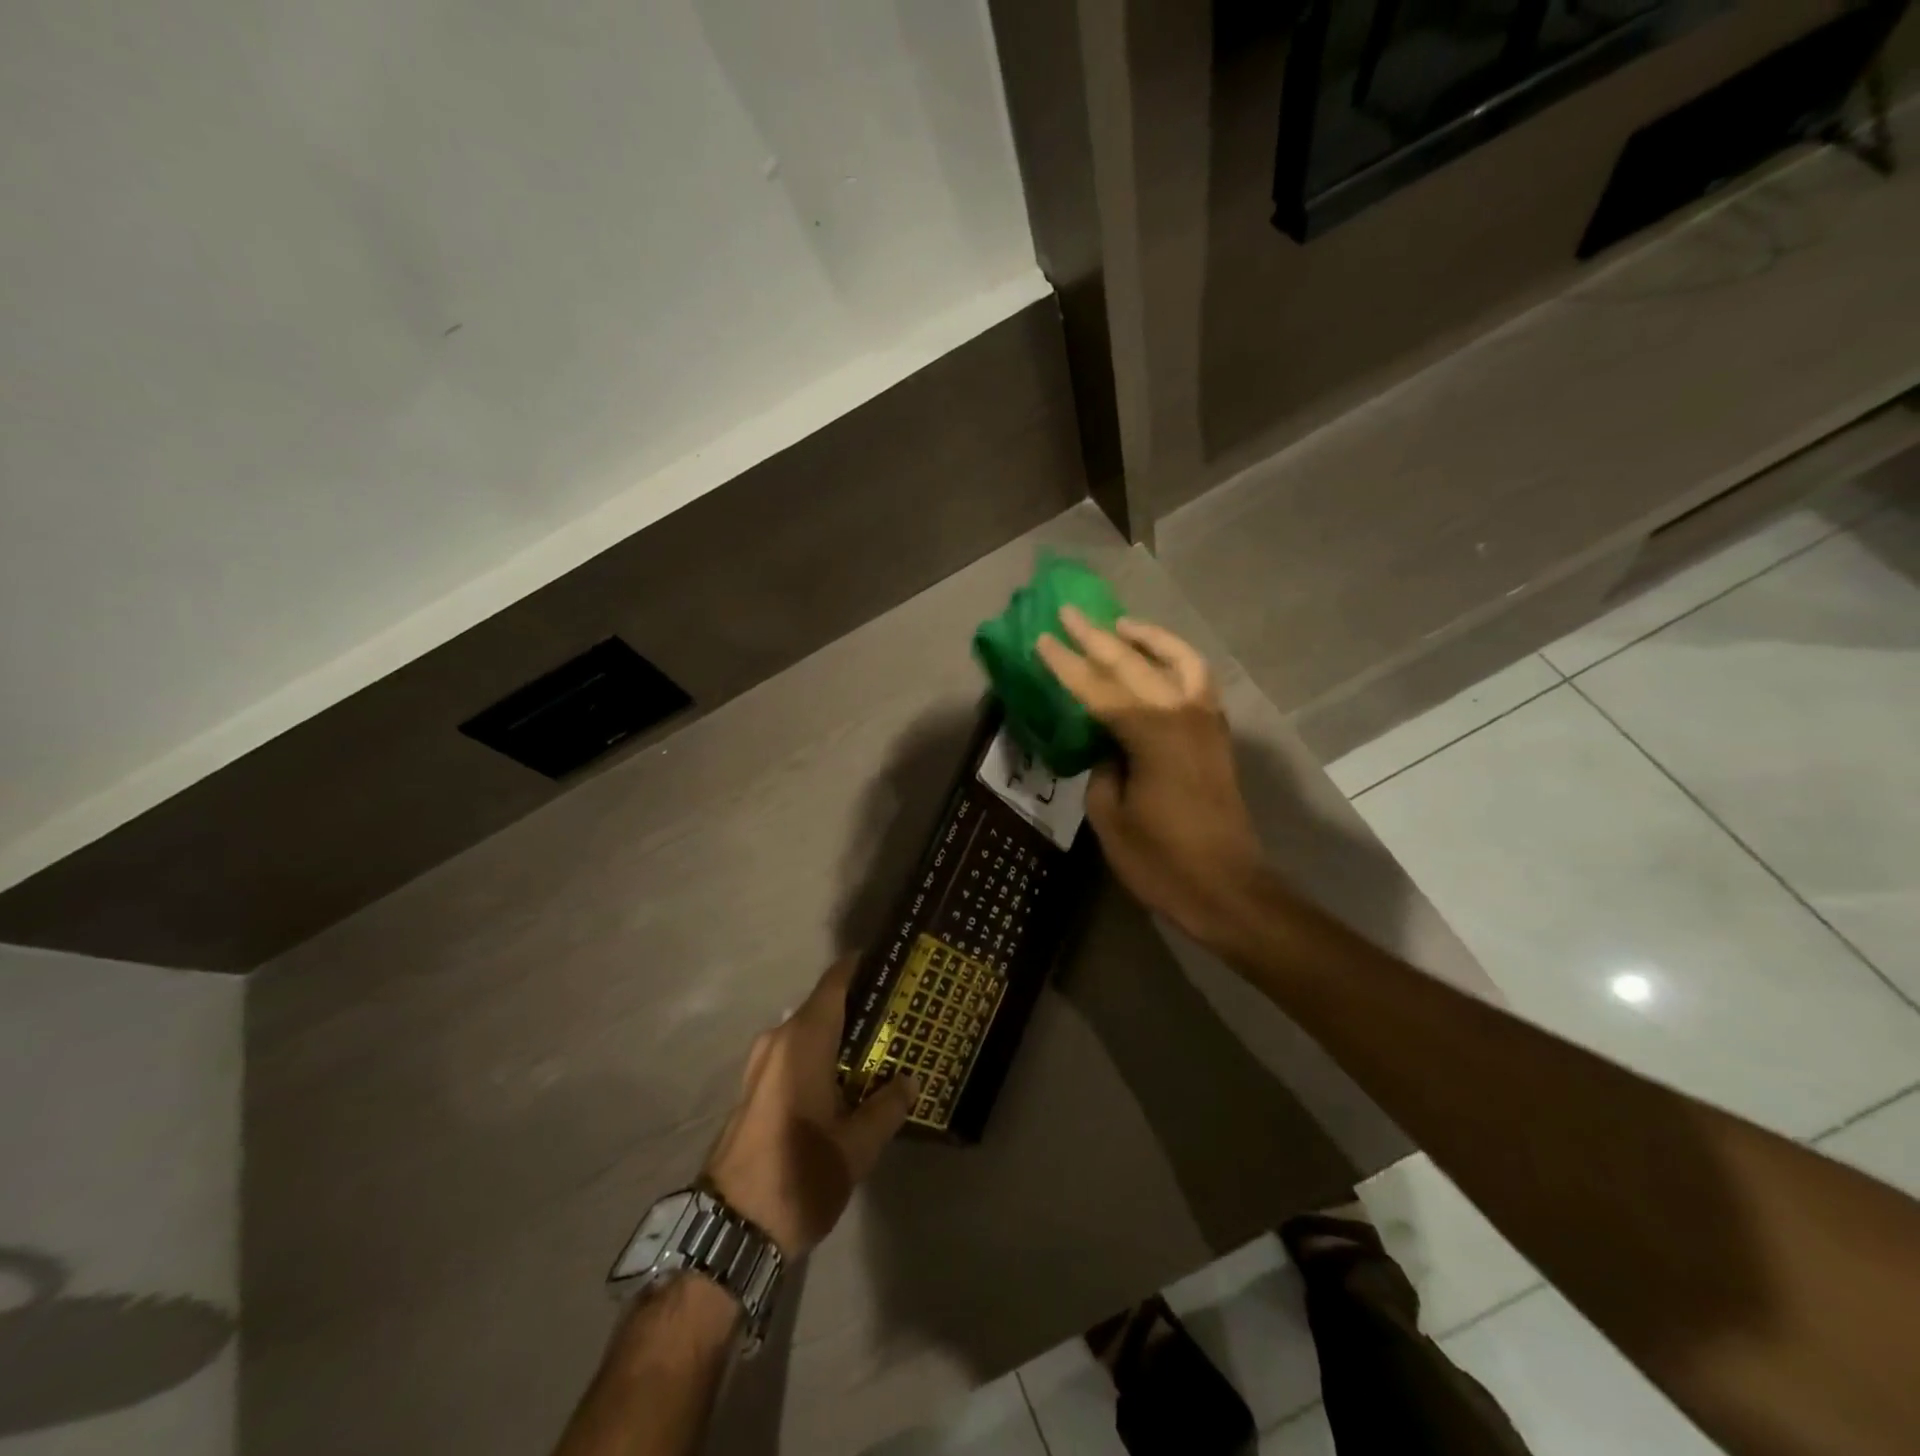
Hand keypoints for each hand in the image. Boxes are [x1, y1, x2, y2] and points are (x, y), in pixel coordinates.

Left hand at [701, 957, 918, 1257]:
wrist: (730, 1229)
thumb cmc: (799, 1175)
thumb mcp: (856, 1146)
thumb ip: (887, 1106)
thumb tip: (910, 1080)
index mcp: (802, 1040)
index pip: (836, 982)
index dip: (863, 967)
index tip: (894, 965)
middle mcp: (778, 1040)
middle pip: (824, 1006)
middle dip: (860, 1007)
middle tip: (901, 1014)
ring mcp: (760, 1064)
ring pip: (808, 1032)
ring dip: (840, 1036)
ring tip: (880, 1048)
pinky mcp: (754, 1088)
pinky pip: (794, 1054)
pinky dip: (820, 1055)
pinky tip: (846, 1079)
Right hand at [1036, 609, 1264, 948]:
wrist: (1229, 889)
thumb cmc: (1163, 861)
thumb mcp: (1111, 818)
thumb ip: (1102, 771)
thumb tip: (1108, 748)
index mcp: (1150, 733)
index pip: (1097, 688)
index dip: (1065, 664)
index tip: (1042, 639)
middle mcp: (1182, 714)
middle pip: (1134, 663)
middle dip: (1097, 638)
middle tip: (1069, 613)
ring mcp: (1206, 722)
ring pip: (1179, 660)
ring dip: (1148, 638)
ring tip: (1121, 626)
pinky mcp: (1217, 737)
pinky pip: (1197, 681)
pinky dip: (1176, 661)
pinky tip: (1158, 664)